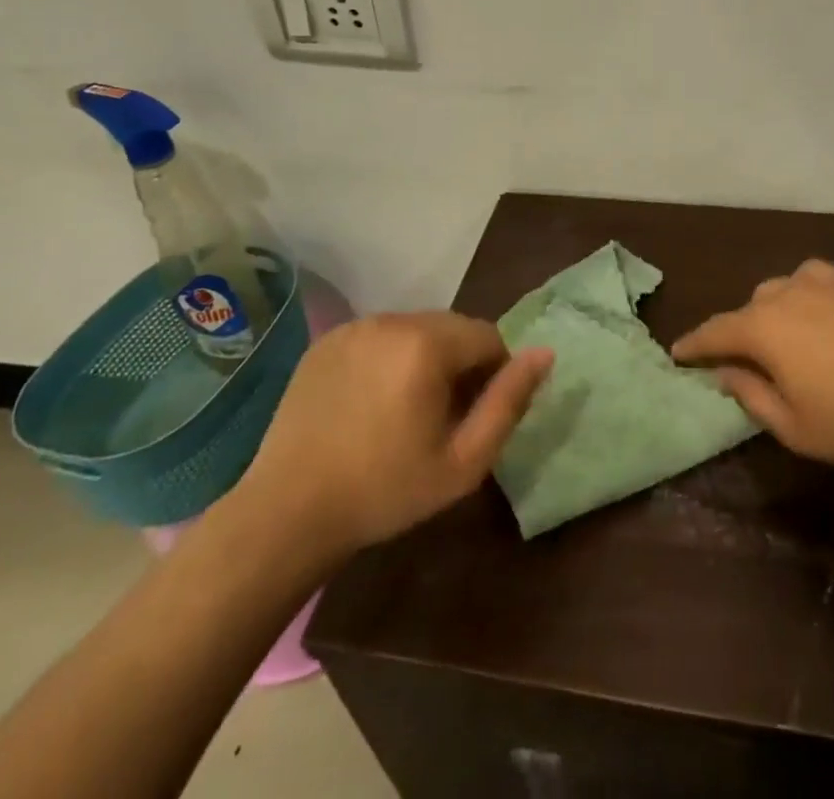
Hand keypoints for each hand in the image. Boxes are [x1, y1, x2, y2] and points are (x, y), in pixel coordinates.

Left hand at [232, 313, 552, 555]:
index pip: (488, 336)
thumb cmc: (386, 491)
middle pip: (451, 328)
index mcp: (428, 344)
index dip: (493, 374)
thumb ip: (509, 402)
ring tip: (403, 410)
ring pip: (414, 330)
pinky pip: (378, 337)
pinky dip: (387, 359)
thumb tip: (545, 353)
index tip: (472, 416)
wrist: (288, 512)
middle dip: (458, 363)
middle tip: (440, 417)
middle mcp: (392, 320)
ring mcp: (354, 327)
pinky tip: (369, 403)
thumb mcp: (463, 461)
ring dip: (423, 358)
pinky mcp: (327, 340)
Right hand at [672, 260, 833, 475]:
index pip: (714, 333)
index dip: (693, 345)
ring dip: (770, 313)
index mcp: (762, 329)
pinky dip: (802, 294)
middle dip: (737, 334)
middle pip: (747, 310)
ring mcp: (820, 282)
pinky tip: (814, 309)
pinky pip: (811, 279)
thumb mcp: (795, 427)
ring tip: (782, 337)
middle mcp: (784, 295)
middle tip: (742, 361)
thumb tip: (725, 372)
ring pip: (778, 290)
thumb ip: (751, 396)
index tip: (677, 354)